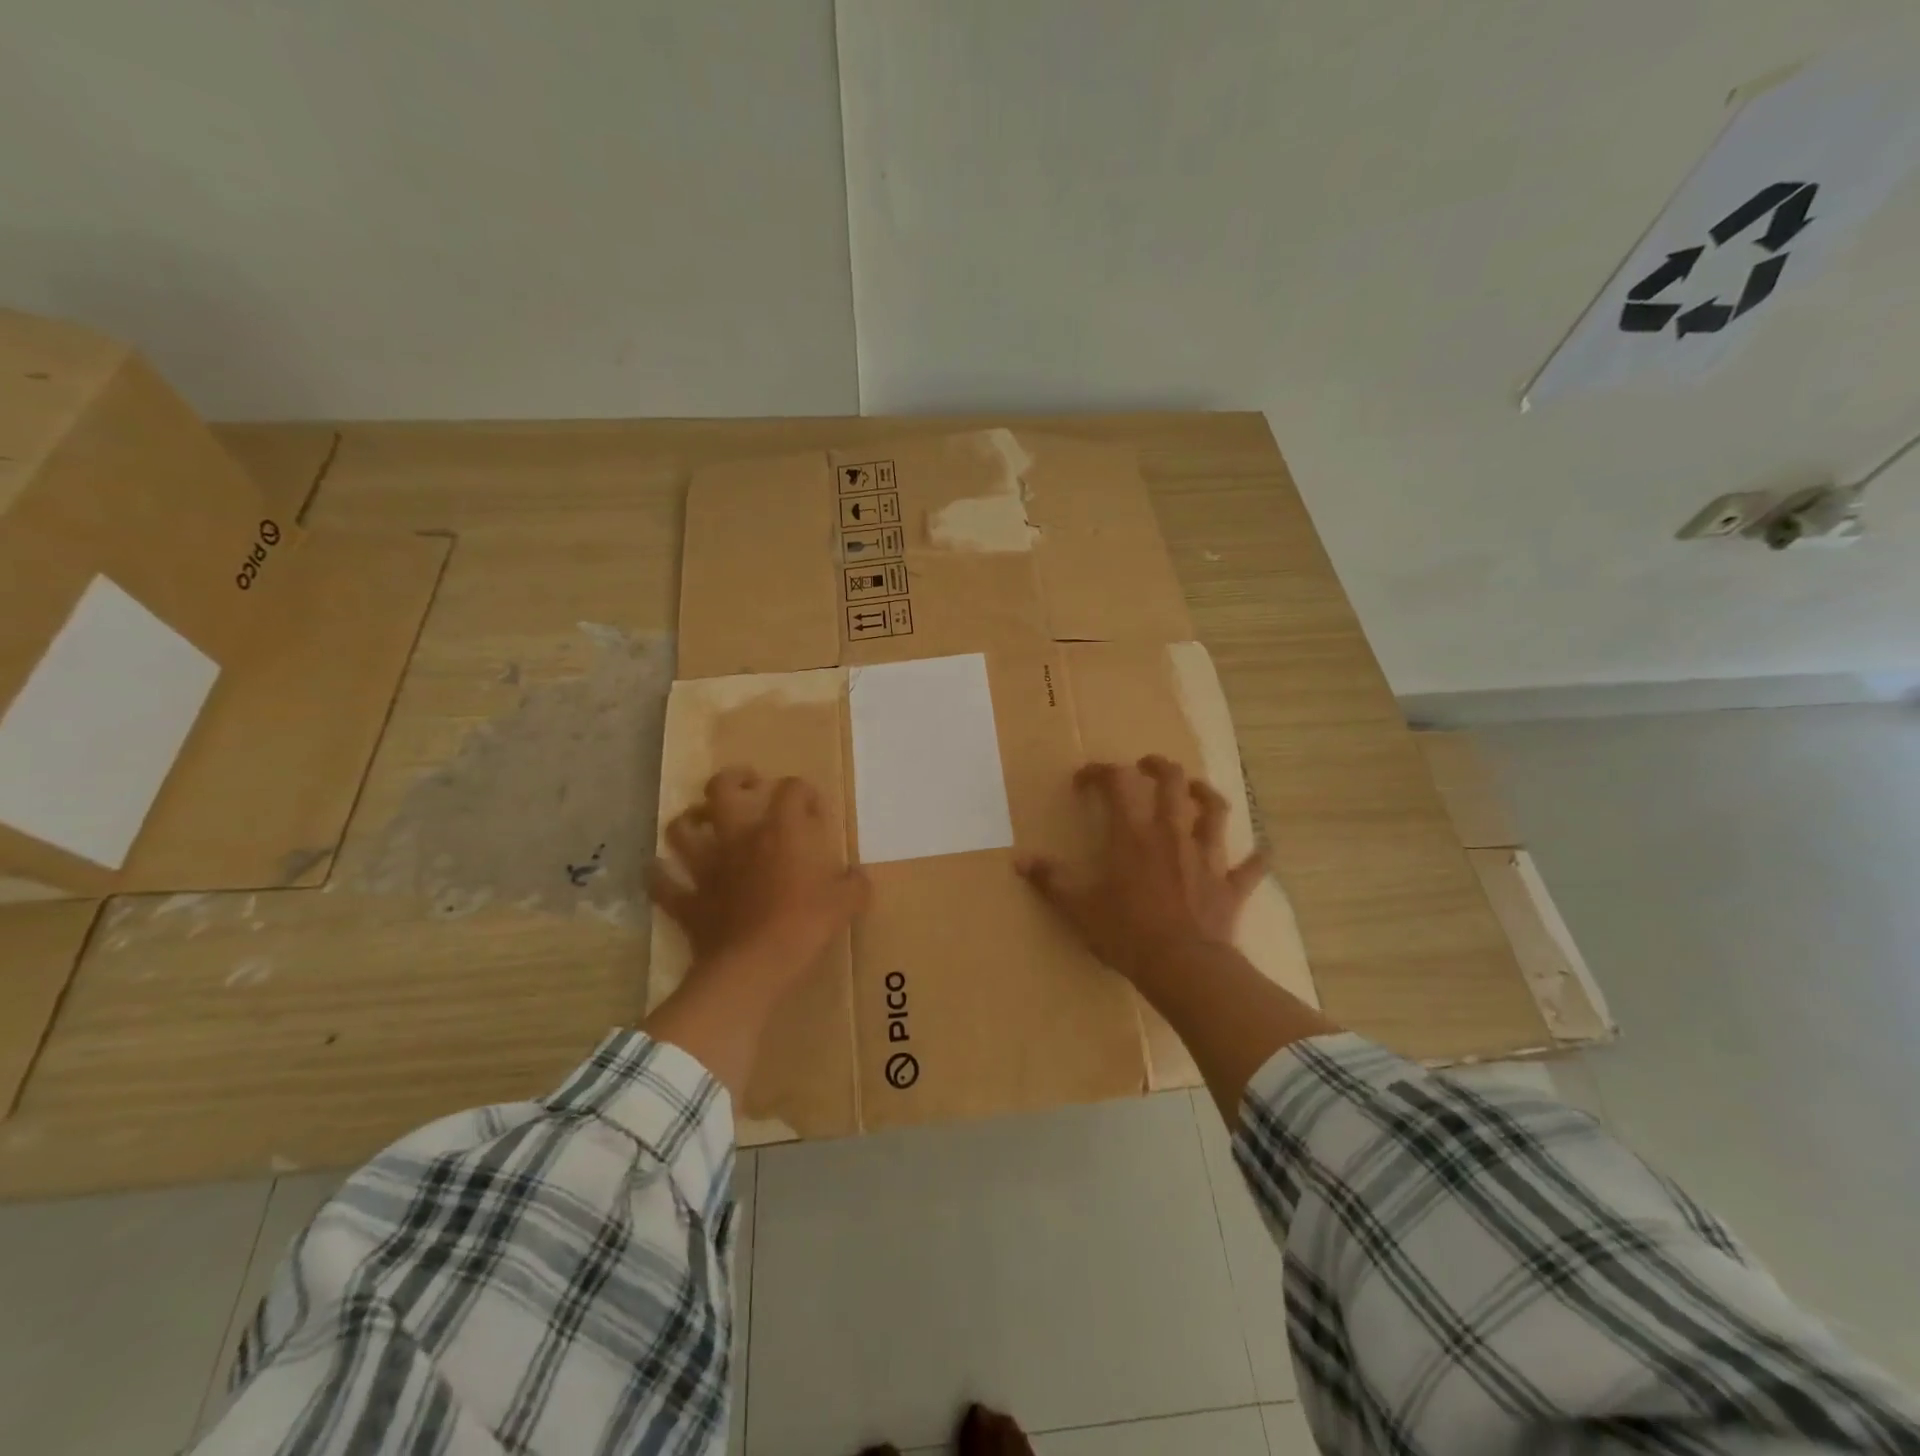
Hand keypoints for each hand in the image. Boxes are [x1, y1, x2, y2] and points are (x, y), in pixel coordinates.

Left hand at [648, 768, 868, 1003]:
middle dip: (733, 780)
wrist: (753, 967)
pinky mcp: (687, 901)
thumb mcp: (845, 904)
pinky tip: (661, 872)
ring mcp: (707, 868)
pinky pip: (662, 884)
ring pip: (681, 830)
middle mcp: (738, 839)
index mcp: (780, 832)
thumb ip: (855, 886)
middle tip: (747, 785)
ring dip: (688, 821)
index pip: (792, 790)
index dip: (804, 792)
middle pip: (722, 790)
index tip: (813, 808)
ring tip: (700, 822)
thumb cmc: (803, 926)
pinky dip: (659, 876)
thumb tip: (859, 877)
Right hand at [1017, 755, 1265, 985]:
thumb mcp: (1079, 908)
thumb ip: (1051, 880)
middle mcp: (1172, 834)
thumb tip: (1020, 860)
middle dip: (1159, 767)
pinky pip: (1252, 866)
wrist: (1184, 968)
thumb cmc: (1127, 933)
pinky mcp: (1231, 885)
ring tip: (1197, 789)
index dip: (1101, 772)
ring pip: (1215, 811)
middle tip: (1147, 766)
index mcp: (1133, 835)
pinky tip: (1262, 851)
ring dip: (1206, 795)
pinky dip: (1257, 857)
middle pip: (1172, 782)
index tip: (1086, 777)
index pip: (1117, 784)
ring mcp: (1207, 857)